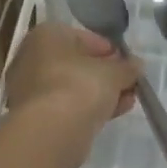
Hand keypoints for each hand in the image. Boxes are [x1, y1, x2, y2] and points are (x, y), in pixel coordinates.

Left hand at [5, 23, 140, 167]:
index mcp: (47, 36)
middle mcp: (32, 57)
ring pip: (73, 87)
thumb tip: (136, 65)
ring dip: (101, 93)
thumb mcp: (113, 73)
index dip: (110, 50)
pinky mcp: (35, 116)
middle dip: (106, 75)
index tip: (129, 64)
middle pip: (78, 64)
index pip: (84, 38)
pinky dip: (88, 108)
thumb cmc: (80, 86)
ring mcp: (30, 88)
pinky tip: (113, 114)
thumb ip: (127, 68)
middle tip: (129, 84)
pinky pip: (66, 106)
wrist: (50, 131)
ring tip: (128, 101)